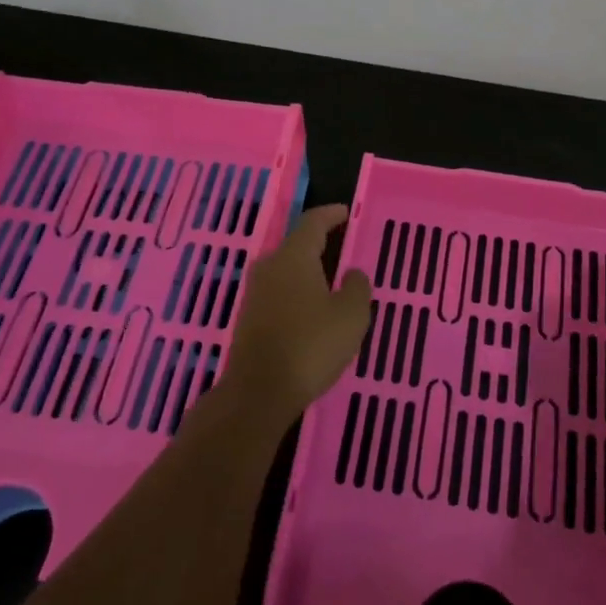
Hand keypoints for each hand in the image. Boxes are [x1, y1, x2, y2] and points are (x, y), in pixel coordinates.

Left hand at [218, 205, 371, 425]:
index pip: (313, 222)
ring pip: (286, 269)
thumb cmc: (311, 345)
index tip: (346, 213)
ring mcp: (255, 292)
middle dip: (319, 243)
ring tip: (330, 279)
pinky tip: (310, 308)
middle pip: (296, 244)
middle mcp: (270, 266)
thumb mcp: (350, 316)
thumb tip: (352, 273)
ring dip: (307, 270)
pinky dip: (296, 292)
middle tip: (342, 246)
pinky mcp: (249, 317)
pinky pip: (278, 292)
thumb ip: (356, 287)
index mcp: (294, 256)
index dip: (331, 215)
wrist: (259, 391)